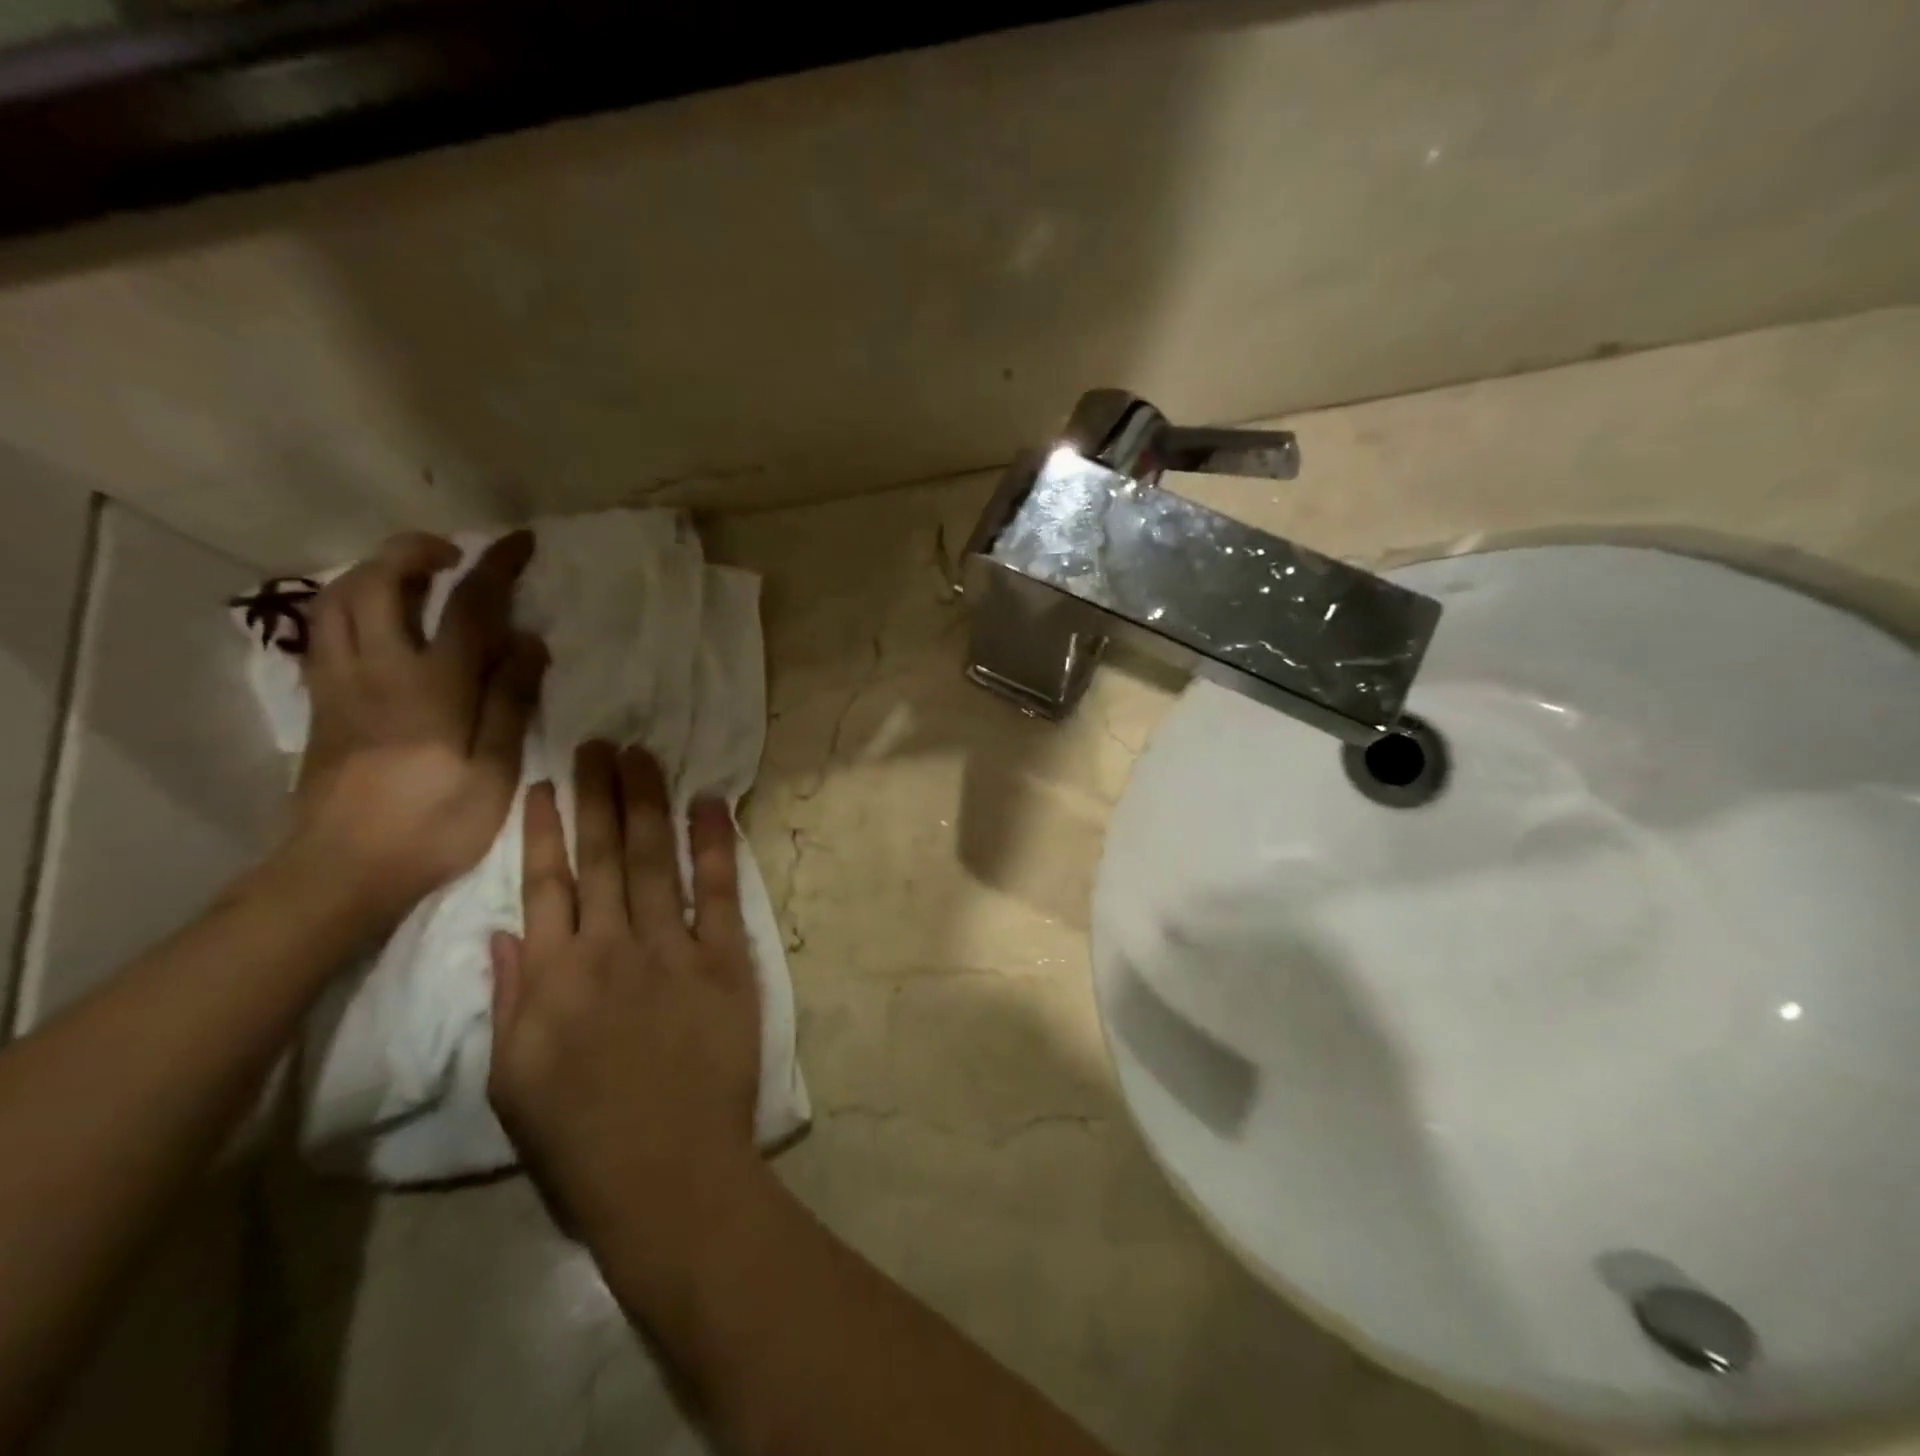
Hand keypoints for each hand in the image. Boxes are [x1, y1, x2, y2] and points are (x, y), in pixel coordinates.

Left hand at [292, 530, 547, 925]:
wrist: (342, 869)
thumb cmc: (434, 824)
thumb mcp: (495, 769)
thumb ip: (511, 700)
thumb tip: (527, 641)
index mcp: (433, 686)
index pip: (467, 607)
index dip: (496, 567)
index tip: (518, 542)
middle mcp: (378, 670)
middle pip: (380, 583)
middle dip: (415, 552)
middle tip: (455, 555)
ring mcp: (339, 684)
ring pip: (337, 600)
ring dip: (374, 572)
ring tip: (413, 577)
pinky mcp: (321, 703)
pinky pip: (325, 630)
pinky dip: (350, 605)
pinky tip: (376, 620)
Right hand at [487, 742, 761, 1242]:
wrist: (666, 1173)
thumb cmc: (581, 1140)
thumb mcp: (514, 1080)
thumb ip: (508, 1000)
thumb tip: (502, 932)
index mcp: (552, 978)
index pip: (545, 885)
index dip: (546, 831)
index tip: (546, 784)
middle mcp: (609, 949)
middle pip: (602, 856)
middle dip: (599, 795)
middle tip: (599, 742)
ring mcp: (671, 949)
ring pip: (654, 860)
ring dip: (648, 803)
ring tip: (642, 755)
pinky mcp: (725, 960)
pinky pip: (719, 891)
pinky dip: (716, 844)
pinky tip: (711, 803)